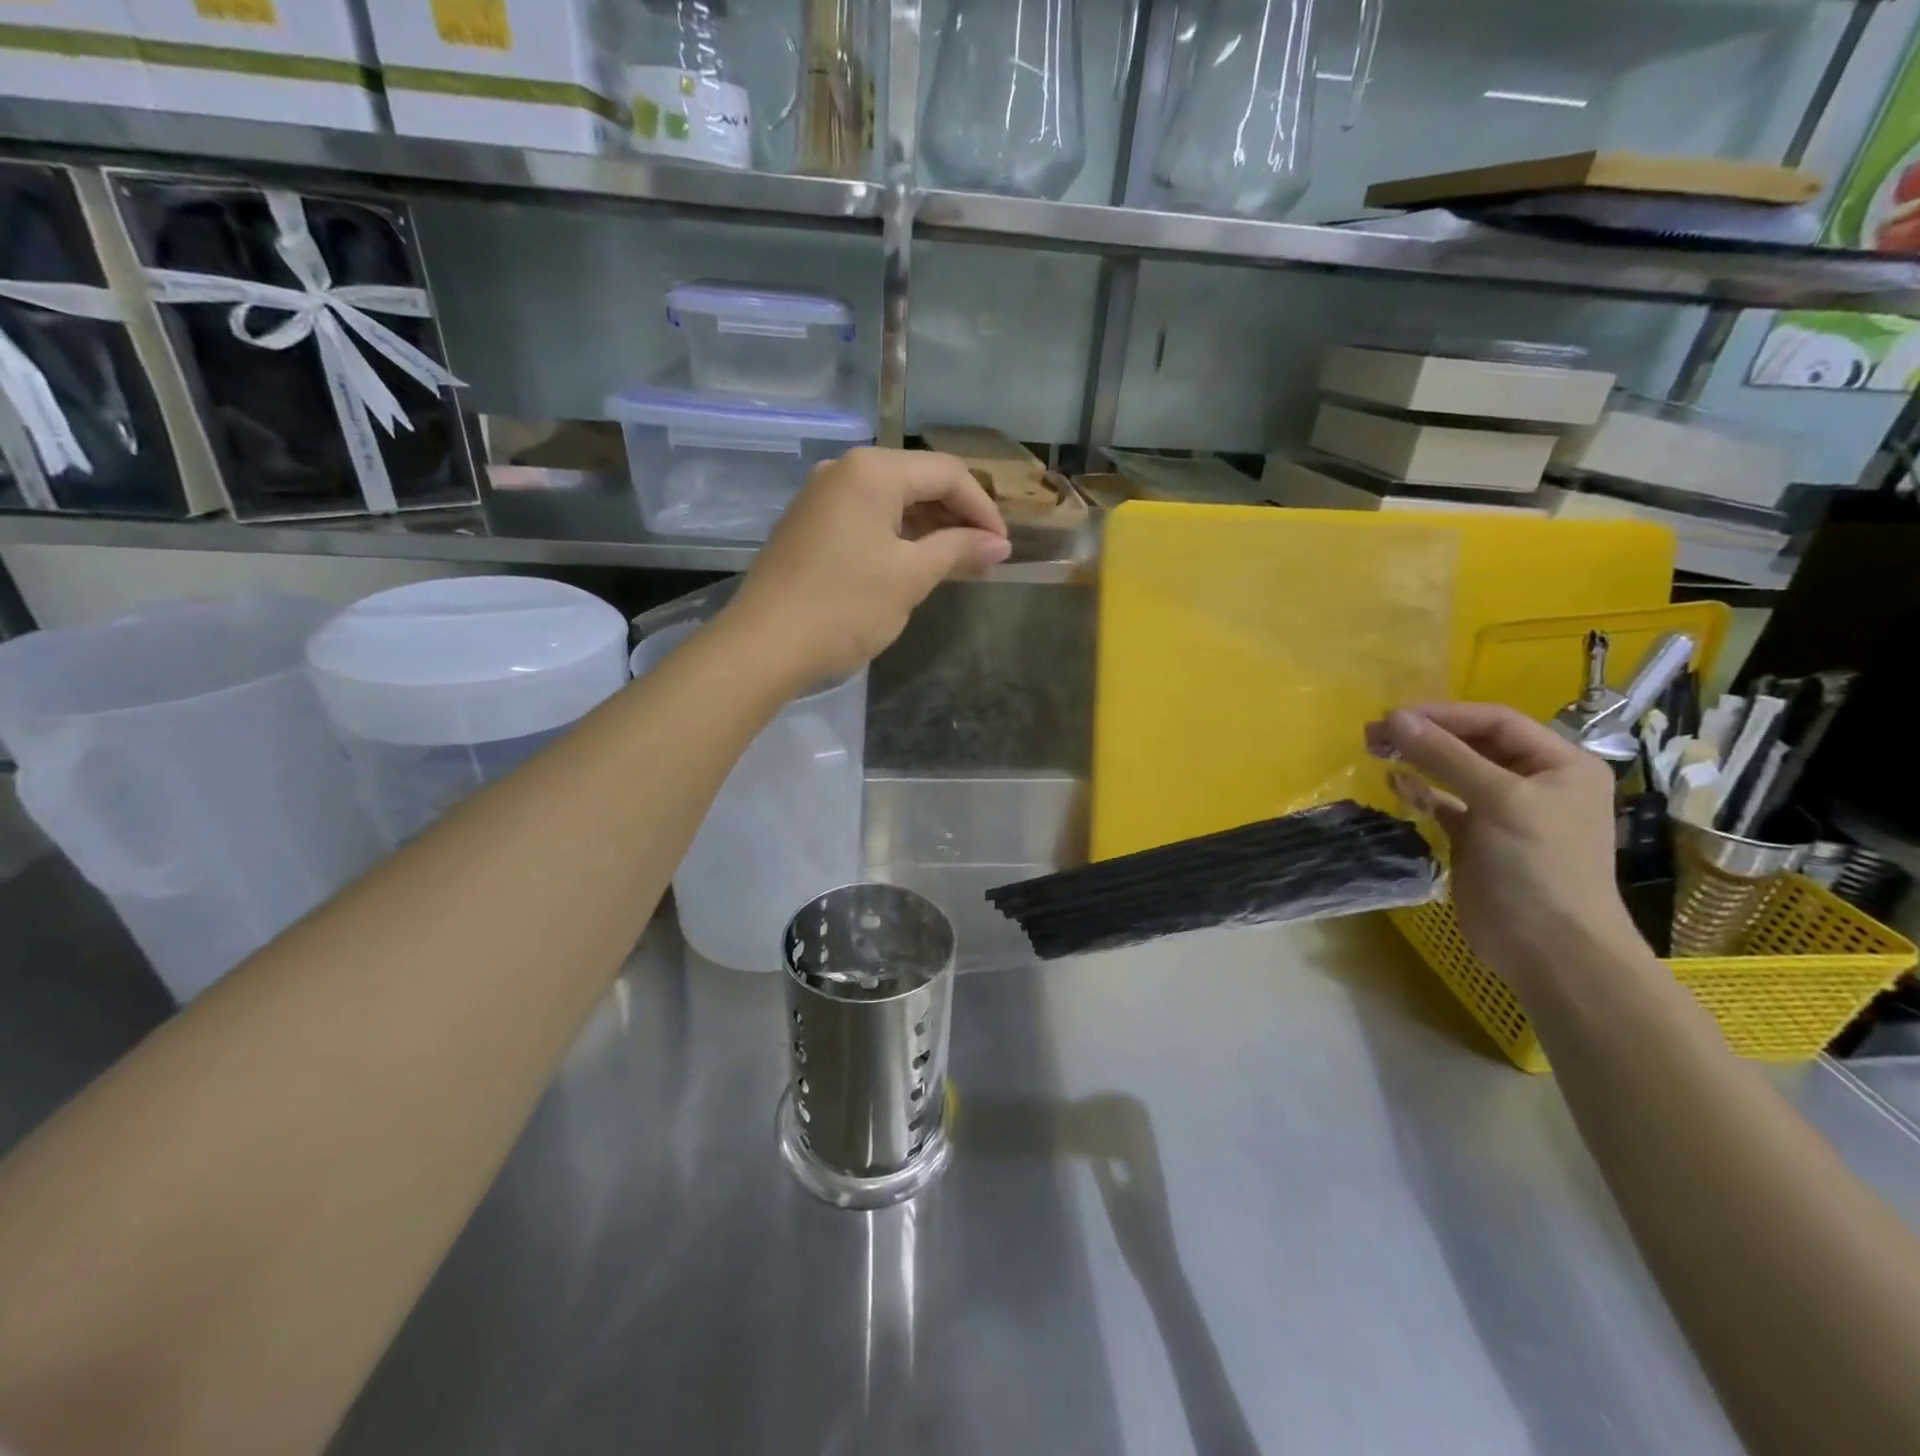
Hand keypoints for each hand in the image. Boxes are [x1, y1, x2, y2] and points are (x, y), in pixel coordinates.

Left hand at [720, 447, 1010, 694]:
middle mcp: (844, 470)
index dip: (982, 508)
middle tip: (983, 556)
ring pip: (892, 500)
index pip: (947, 473)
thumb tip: (998, 544)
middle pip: (918, 480)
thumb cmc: (844, 608)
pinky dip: (897, 536)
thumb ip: (958, 551)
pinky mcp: (809, 524)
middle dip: (956, 516)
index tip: (1002, 548)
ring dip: (929, 527)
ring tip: (956, 563)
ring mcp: (821, 496)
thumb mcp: (910, 578)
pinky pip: (866, 518)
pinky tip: (914, 564)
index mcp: (872, 471)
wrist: (763, 646)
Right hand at [1370, 702, 1644, 995]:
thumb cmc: (1539, 866)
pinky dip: (1418, 790)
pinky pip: (1444, 802)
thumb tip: (1395, 718)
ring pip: (1453, 771)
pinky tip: (1394, 783)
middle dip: (1425, 734)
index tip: (1393, 716)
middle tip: (1374, 733)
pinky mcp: (1477, 838)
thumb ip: (1445, 756)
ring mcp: (1505, 811)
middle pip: (1472, 743)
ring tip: (1375, 750)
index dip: (1444, 714)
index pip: (1495, 721)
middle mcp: (1535, 781)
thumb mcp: (1499, 801)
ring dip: (1416, 758)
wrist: (1551, 949)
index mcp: (1559, 764)